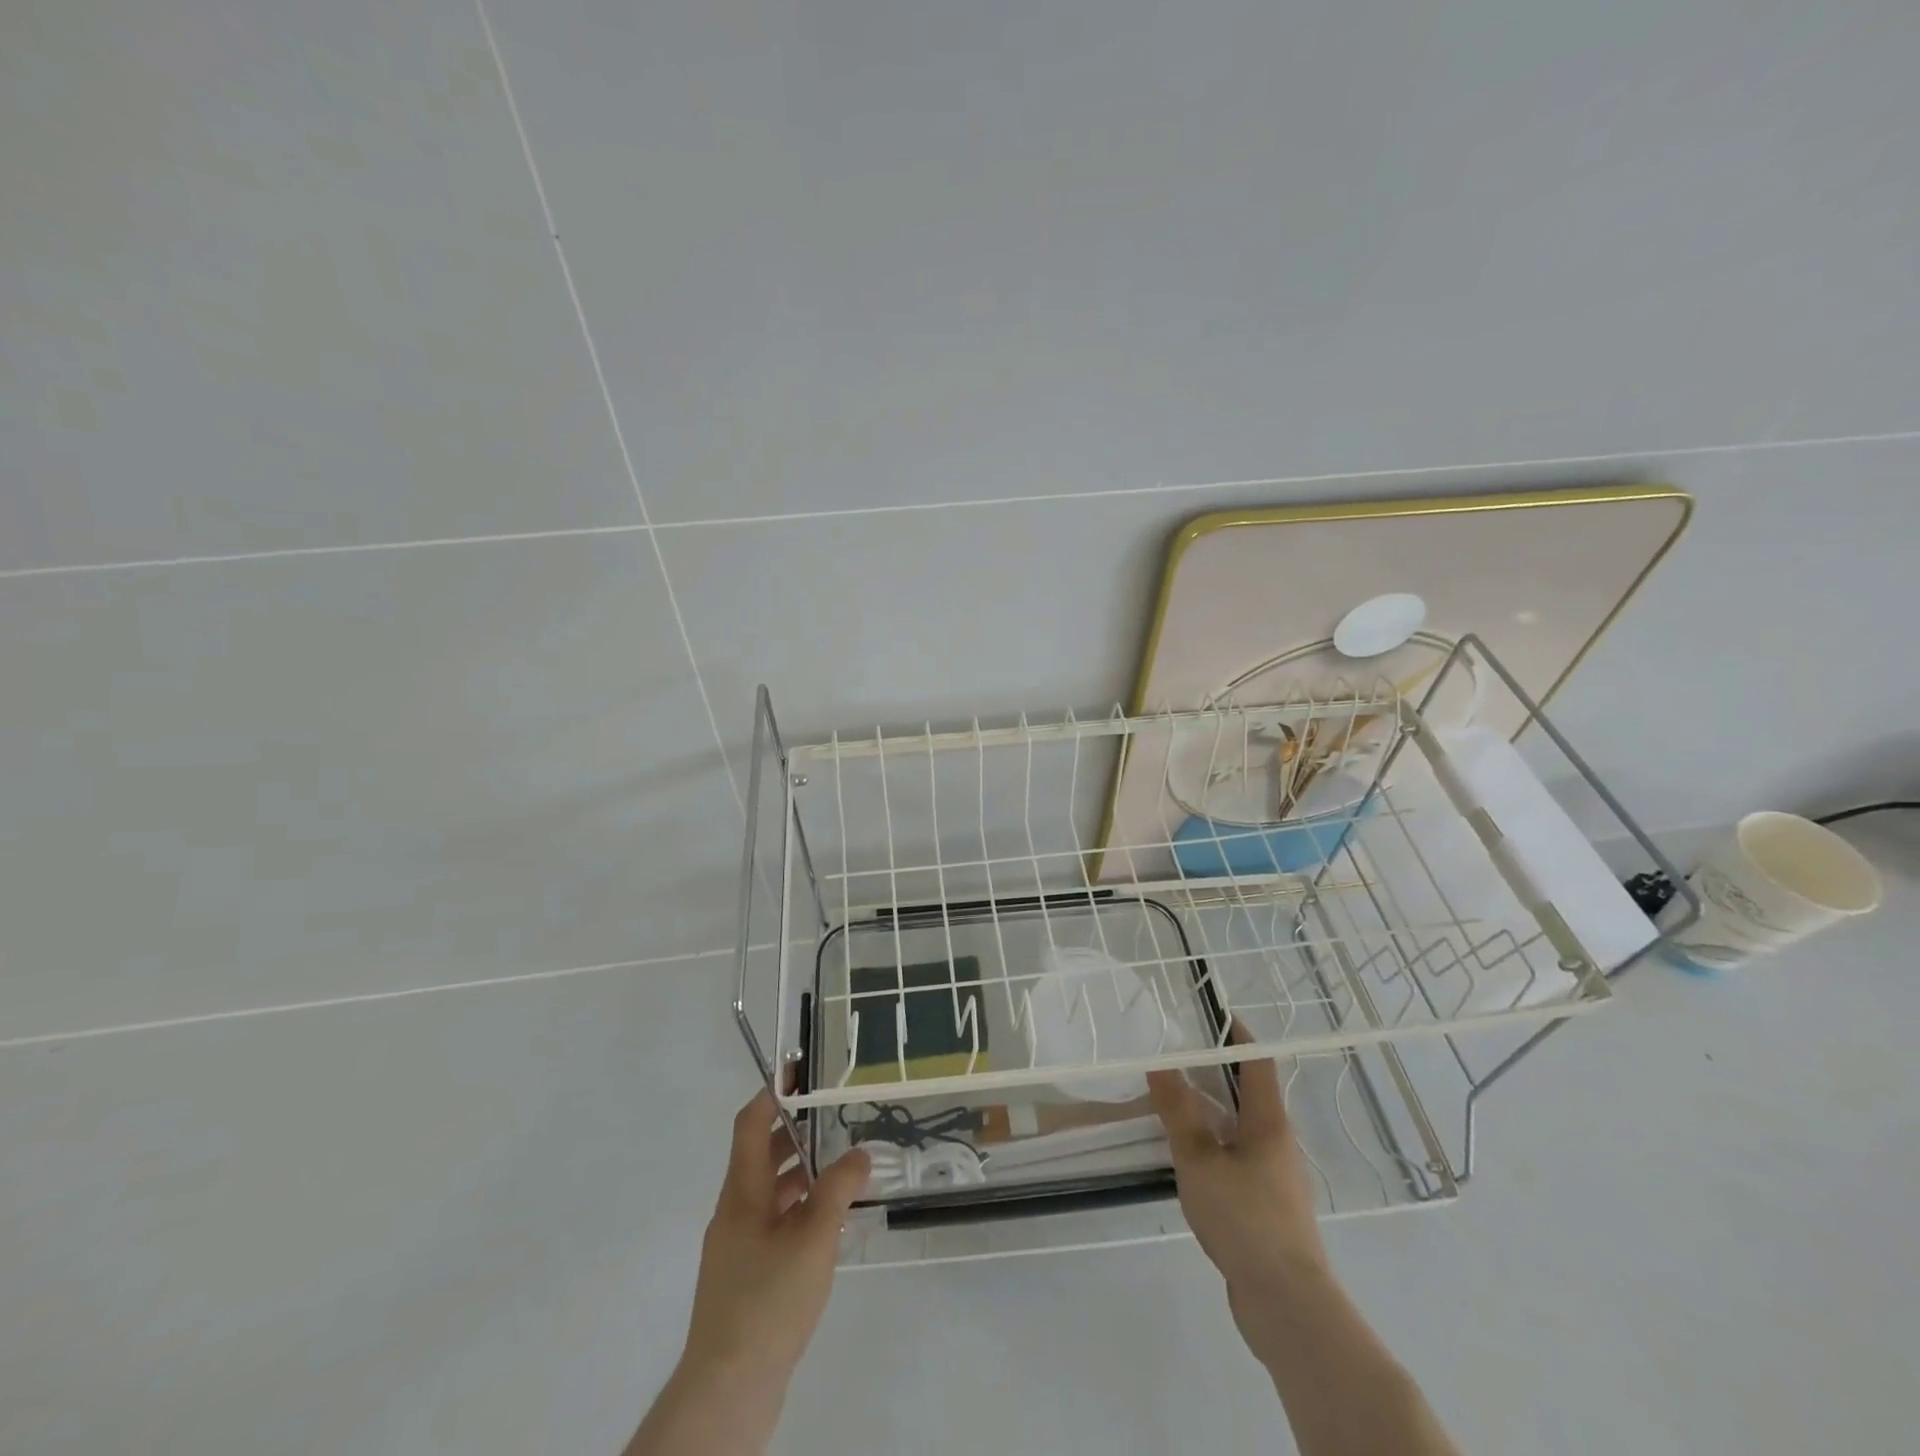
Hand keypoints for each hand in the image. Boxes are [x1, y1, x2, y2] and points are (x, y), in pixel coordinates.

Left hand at [629, 1091, 869, 1454]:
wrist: (728, 1388)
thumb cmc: (769, 1300)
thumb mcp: (813, 1238)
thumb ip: (838, 1189)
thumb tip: (859, 1154)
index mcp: (741, 1192)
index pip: (750, 1124)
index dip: (772, 1093)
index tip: (798, 1070)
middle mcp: (733, 1211)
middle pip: (760, 1156)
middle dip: (795, 1134)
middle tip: (833, 1119)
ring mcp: (736, 1246)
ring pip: (769, 1193)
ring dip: (800, 1175)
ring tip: (840, 1170)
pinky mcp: (744, 1276)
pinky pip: (772, 1224)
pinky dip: (797, 1211)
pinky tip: (827, 1226)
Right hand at [1146, 1024, 1327, 1338]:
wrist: (1286, 1304)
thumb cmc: (1245, 1218)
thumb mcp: (1200, 1160)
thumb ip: (1179, 1112)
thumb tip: (1163, 1063)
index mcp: (1269, 1123)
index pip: (1258, 1063)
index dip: (1238, 1037)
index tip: (1212, 1016)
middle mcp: (1278, 1143)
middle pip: (1250, 1094)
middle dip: (1217, 1072)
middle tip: (1177, 1057)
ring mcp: (1276, 1178)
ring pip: (1242, 1129)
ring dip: (1213, 1111)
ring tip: (1174, 1103)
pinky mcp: (1268, 1208)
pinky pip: (1239, 1159)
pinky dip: (1215, 1145)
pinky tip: (1189, 1159)